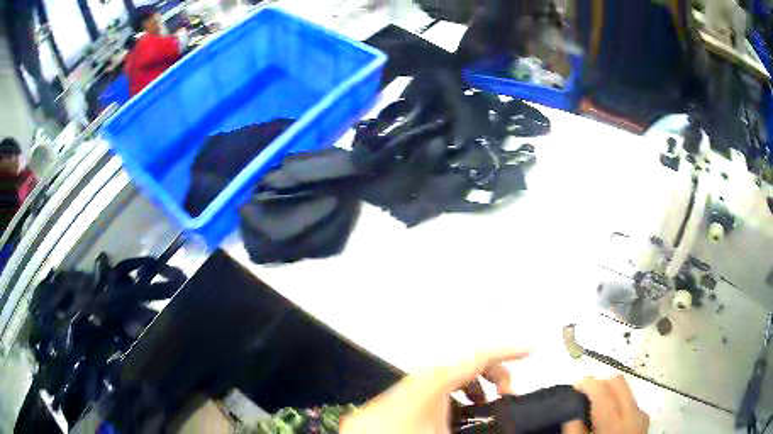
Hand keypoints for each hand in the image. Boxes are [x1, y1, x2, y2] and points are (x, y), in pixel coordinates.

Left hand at [341, 348, 528, 433]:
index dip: (509, 351)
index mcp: (437, 379)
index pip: (481, 357)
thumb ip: (480, 427)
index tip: (531, 351)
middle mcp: (425, 376)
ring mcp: (414, 384)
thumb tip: (505, 426)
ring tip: (486, 405)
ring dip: (476, 386)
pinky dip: (458, 393)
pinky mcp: (406, 395)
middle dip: (495, 375)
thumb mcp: (447, 432)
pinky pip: (440, 386)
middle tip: (507, 395)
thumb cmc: (406, 432)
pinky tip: (462, 411)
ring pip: (454, 376)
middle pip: (469, 364)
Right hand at [563, 376, 648, 433]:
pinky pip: (631, 403)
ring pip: (626, 391)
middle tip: (583, 395)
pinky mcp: (644, 421)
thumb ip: (574, 432)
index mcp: (614, 421)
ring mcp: (641, 416)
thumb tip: (570, 414)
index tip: (573, 388)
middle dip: (600, 383)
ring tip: (595, 407)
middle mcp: (632, 413)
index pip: (602, 389)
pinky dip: (619, 403)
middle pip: (618, 382)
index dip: (586, 383)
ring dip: (610, 393)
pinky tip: (610, 419)